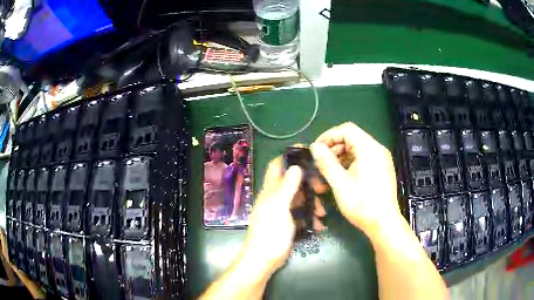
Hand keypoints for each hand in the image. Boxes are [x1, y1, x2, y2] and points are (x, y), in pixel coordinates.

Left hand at [240, 157, 324, 275]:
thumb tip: (295, 166)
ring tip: (322, 213)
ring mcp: (282, 210)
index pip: (277, 165)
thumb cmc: (270, 234)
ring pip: (300, 198)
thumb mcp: (279, 209)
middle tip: (323, 188)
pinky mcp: (288, 222)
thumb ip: (287, 188)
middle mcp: (275, 197)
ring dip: (312, 203)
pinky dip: (310, 216)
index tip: (309, 154)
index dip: (290, 157)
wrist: (264, 260)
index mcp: (270, 190)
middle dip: (309, 183)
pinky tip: (319, 225)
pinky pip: (301, 213)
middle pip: (293, 182)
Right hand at [310, 122, 402, 239]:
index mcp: (369, 149)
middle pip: (353, 137)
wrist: (383, 223)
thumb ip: (326, 162)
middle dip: (334, 146)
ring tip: (329, 170)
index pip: (347, 129)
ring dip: (341, 155)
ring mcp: (382, 159)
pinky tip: (343, 175)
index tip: (316, 149)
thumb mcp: (340, 184)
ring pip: (358, 148)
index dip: (329, 136)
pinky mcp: (382, 168)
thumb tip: (315, 147)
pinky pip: (364, 157)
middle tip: (321, 161)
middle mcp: (378, 149)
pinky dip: (351, 161)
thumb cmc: (362, 204)